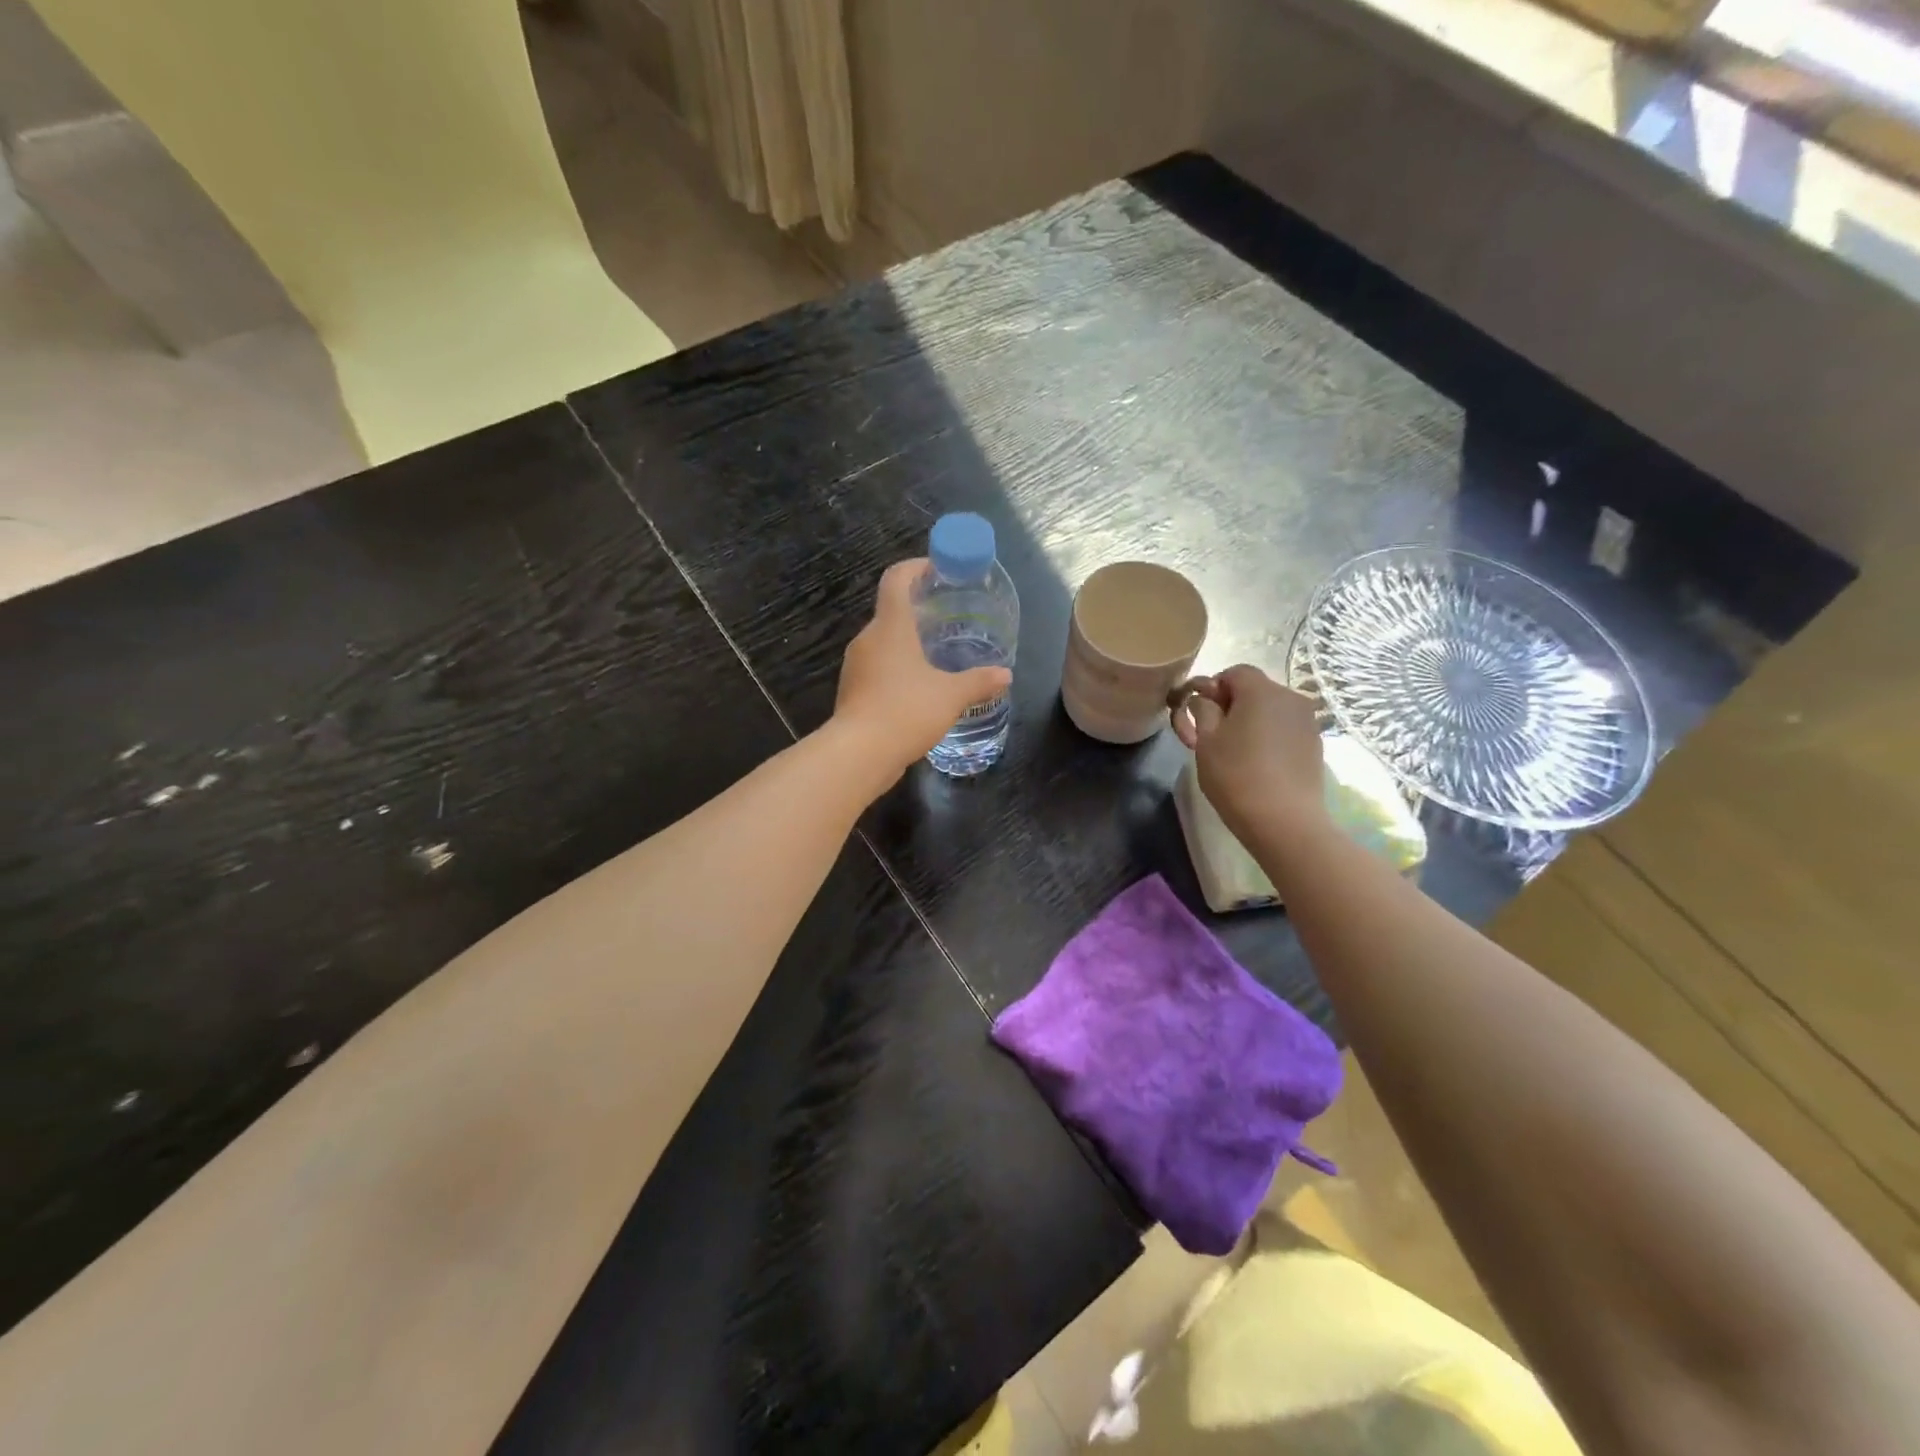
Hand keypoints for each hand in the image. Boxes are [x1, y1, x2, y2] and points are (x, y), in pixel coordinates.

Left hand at [834, 558, 1011, 778]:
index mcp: (890, 627)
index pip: (896, 579)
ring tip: (936, 654)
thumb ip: (979, 682)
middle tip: (947, 617)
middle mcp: (868, 639)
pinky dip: (897, 668)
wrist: (859, 754)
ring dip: (907, 642)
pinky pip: (878, 668)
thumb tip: (1005, 675)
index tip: (936, 569)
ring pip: (883, 643)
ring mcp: (856, 666)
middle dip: (917, 610)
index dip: (915, 567)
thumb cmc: (906, 710)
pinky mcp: (853, 691)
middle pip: (890, 611)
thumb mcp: (951, 696)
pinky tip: (918, 688)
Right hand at [1171, 665, 1329, 847]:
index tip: (1199, 714)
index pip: (1234, 672)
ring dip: (1250, 722)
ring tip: (1235, 752)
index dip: (1212, 687)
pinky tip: (1257, 764)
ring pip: (1270, 711)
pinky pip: (1284, 730)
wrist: (1284, 821)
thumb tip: (1205, 699)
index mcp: (1261, 691)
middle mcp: (1290, 698)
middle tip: (1211, 735)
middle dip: (1231, 705)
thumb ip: (1202, 710)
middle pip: (1254, 690)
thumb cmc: (1236, 776)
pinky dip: (1268, 737)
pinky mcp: (1315, 745)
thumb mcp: (1205, 741)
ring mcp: (1307, 722)